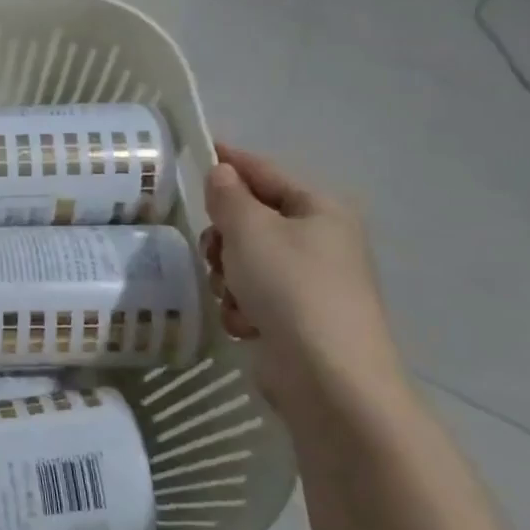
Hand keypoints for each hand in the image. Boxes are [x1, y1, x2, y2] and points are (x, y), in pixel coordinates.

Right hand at [201, 145, 402, 410]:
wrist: (328, 377)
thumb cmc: (290, 287)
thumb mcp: (250, 229)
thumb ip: (228, 195)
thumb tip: (222, 173)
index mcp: (320, 209)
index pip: (265, 171)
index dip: (231, 161)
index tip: (200, 151)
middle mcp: (321, 240)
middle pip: (252, 220)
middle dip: (225, 237)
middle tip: (216, 253)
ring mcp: (311, 282)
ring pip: (246, 260)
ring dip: (229, 277)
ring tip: (234, 296)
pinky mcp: (299, 318)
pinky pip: (254, 296)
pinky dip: (242, 307)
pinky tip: (246, 324)